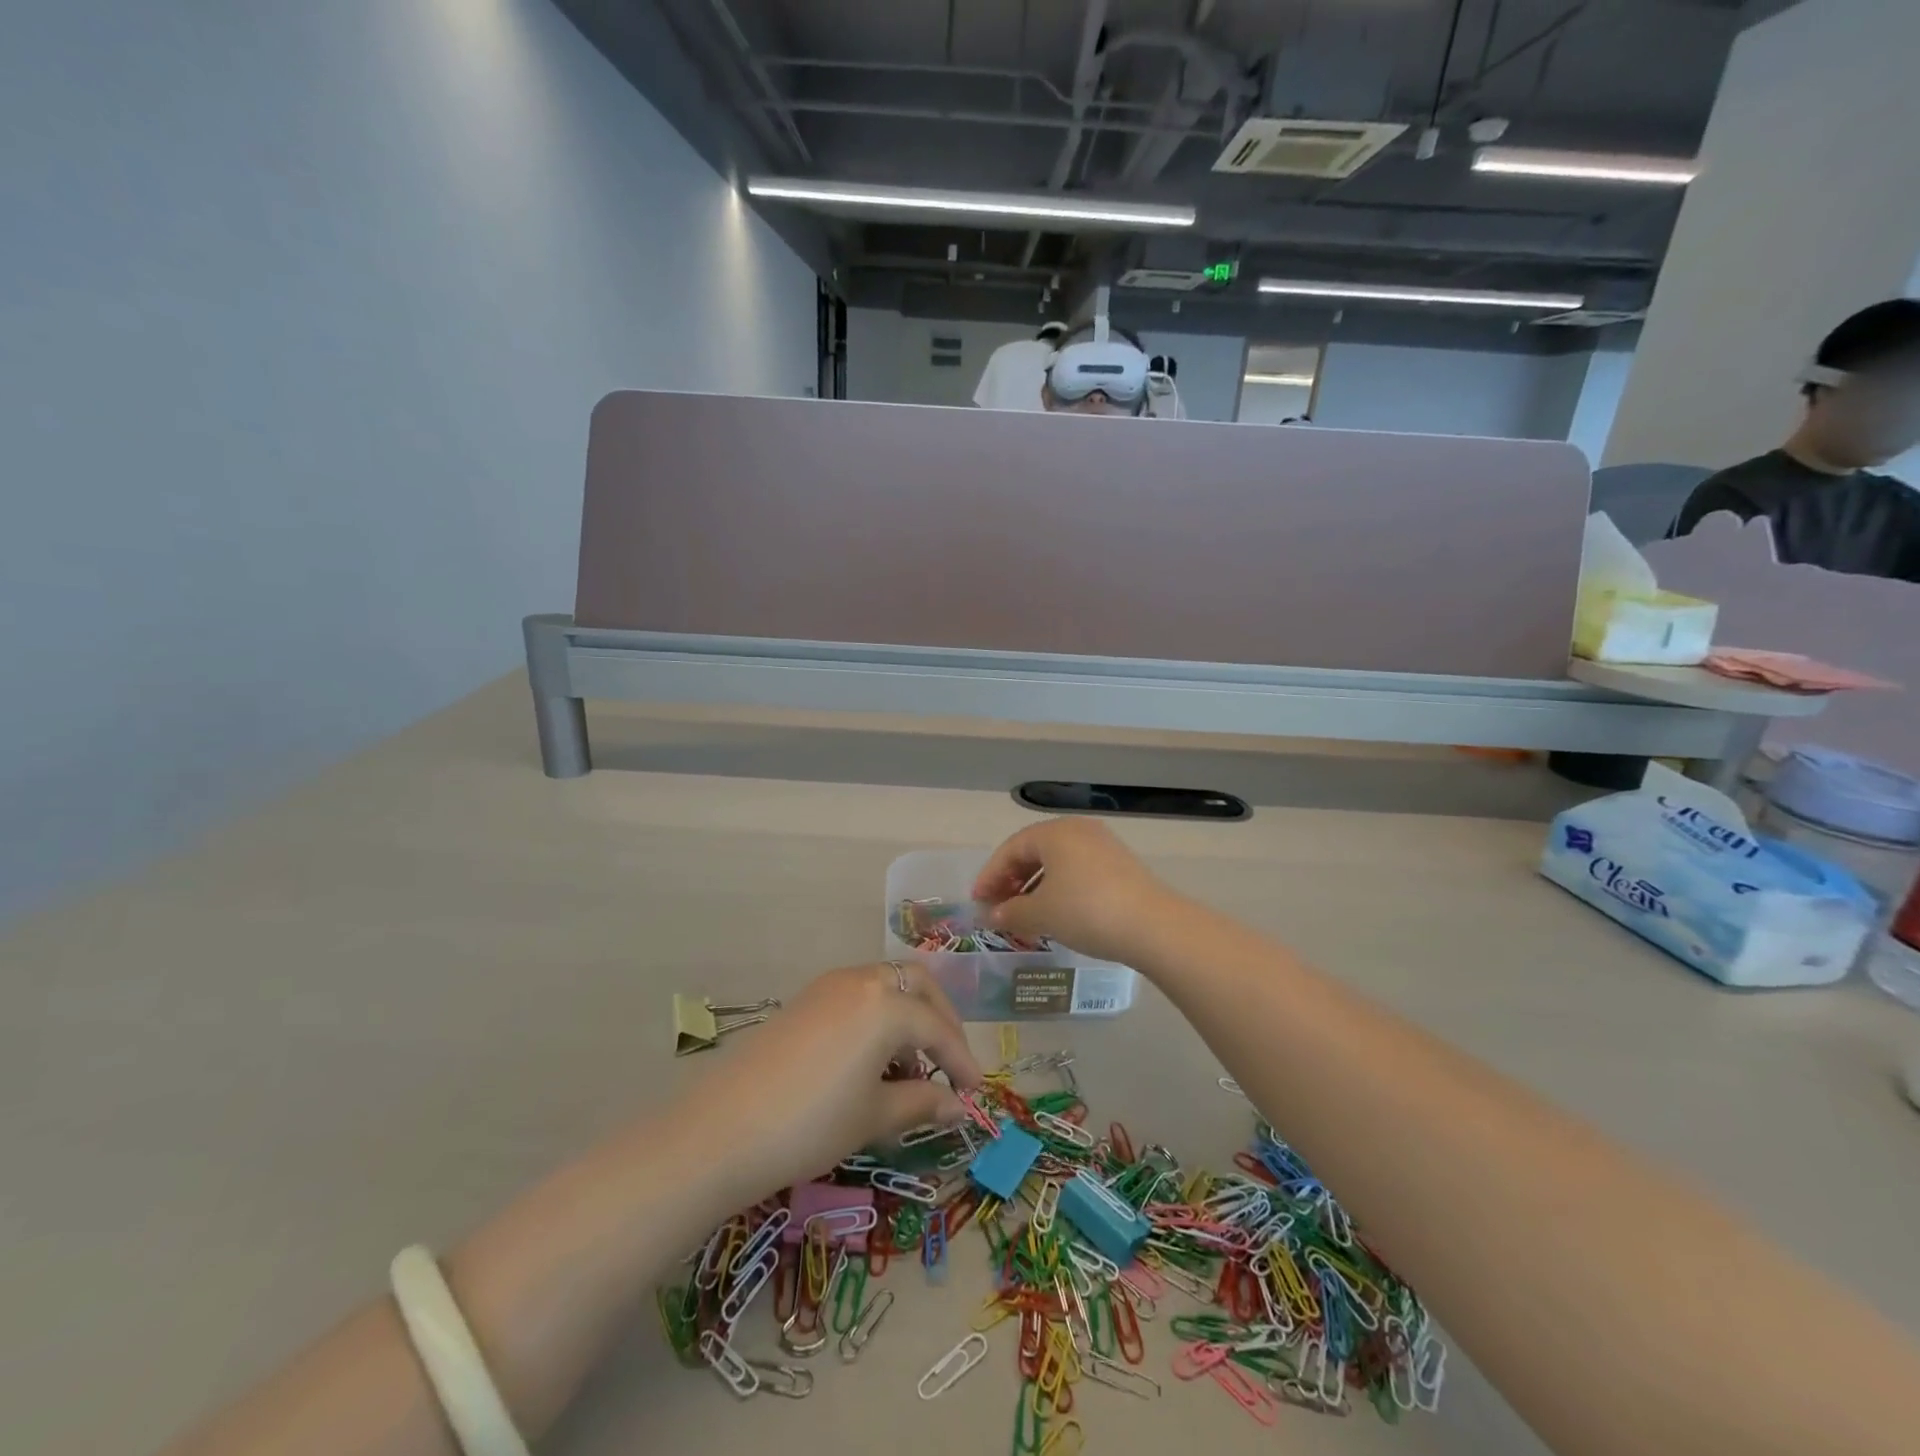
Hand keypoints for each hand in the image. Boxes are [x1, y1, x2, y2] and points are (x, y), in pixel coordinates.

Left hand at [680, 961, 983, 1203]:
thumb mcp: (874, 1116)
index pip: (938, 1027)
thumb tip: (957, 1104)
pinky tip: (872, 1059)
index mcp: (886, 1004)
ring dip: (909, 1017)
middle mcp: (861, 981)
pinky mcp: (806, 1000)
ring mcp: (829, 986)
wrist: (722, 1129)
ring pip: (886, 986)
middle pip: (917, 985)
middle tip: (950, 1062)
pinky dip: (879, 1017)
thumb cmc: (811, 1124)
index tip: (976, 1092)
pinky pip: (858, 995)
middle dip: (941, 1019)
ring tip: (910, 1069)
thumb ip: (922, 1102)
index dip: (961, 1060)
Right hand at [972, 818, 1176, 965]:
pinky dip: (1058, 888)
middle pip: (1033, 852)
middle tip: (997, 908)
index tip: (977, 901)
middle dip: (1011, 880)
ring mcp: (1102, 845)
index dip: (990, 875)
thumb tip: (991, 915)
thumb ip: (1010, 912)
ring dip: (1034, 886)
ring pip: (1056, 862)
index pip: (1010, 849)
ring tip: (1024, 914)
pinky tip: (1055, 912)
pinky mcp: (1119, 864)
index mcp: (1054, 832)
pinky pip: (1076, 870)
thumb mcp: (1041, 914)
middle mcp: (1078, 830)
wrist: (1153, 926)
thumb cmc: (1086, 911)